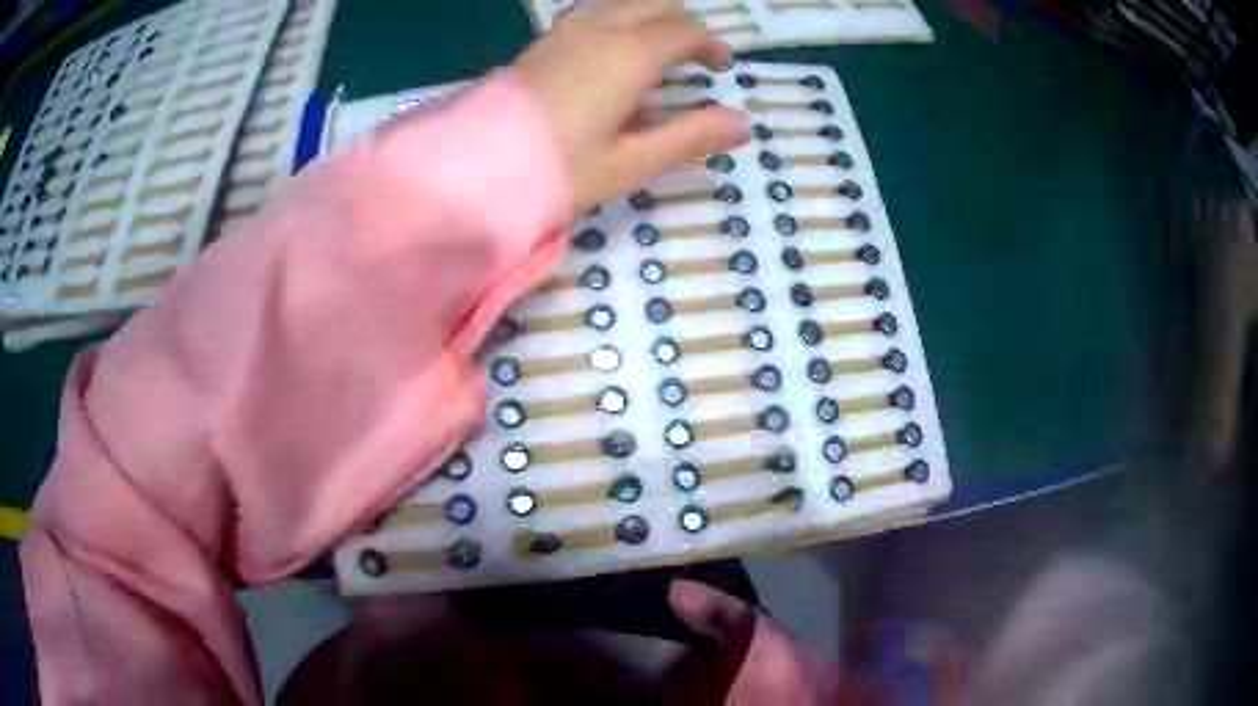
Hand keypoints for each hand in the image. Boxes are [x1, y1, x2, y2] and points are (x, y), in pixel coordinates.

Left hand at [513, 0, 751, 213]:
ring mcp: (566, 30)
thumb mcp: (632, 162)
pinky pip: (591, 13)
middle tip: (694, 55)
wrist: (474, 168)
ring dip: (648, 17)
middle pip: (655, 4)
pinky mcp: (543, 41)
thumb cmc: (558, 169)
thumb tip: (743, 123)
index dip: (709, 45)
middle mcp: (600, 29)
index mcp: (630, 54)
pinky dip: (616, 20)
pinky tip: (610, 50)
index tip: (721, 65)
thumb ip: (691, 137)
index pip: (683, 32)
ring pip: (622, 3)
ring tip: (656, 51)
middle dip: (682, 23)